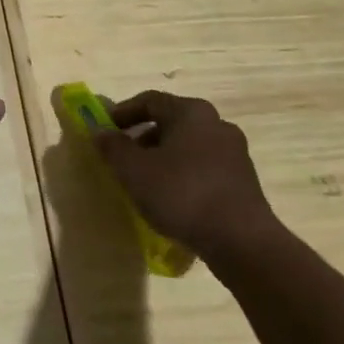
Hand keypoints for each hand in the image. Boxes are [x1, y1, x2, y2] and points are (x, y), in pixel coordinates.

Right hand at [94, 90, 276, 261]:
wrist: (242, 242)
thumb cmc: (182, 194)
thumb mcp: (133, 170)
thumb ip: (112, 146)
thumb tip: (99, 131)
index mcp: (191, 112)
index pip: (149, 100)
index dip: (123, 112)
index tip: (105, 130)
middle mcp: (217, 124)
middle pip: (171, 122)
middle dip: (143, 137)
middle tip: (123, 157)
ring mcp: (235, 154)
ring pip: (188, 146)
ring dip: (163, 157)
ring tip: (146, 181)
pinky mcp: (244, 182)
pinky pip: (204, 168)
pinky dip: (184, 174)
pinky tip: (173, 199)